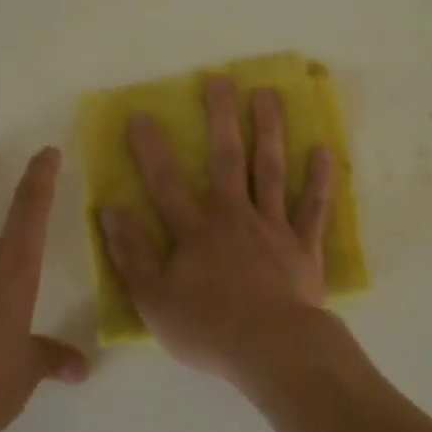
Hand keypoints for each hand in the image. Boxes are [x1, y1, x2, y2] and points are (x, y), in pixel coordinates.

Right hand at [98, 77, 335, 383]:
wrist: (273, 350)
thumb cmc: (209, 330)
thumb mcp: (154, 301)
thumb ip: (131, 255)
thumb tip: (110, 211)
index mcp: (196, 232)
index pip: (167, 183)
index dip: (151, 149)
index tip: (141, 115)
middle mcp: (235, 217)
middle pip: (227, 159)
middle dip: (221, 118)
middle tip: (219, 80)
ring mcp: (273, 228)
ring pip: (271, 170)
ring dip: (269, 130)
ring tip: (268, 95)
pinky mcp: (303, 246)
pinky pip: (312, 207)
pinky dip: (318, 179)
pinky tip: (322, 150)